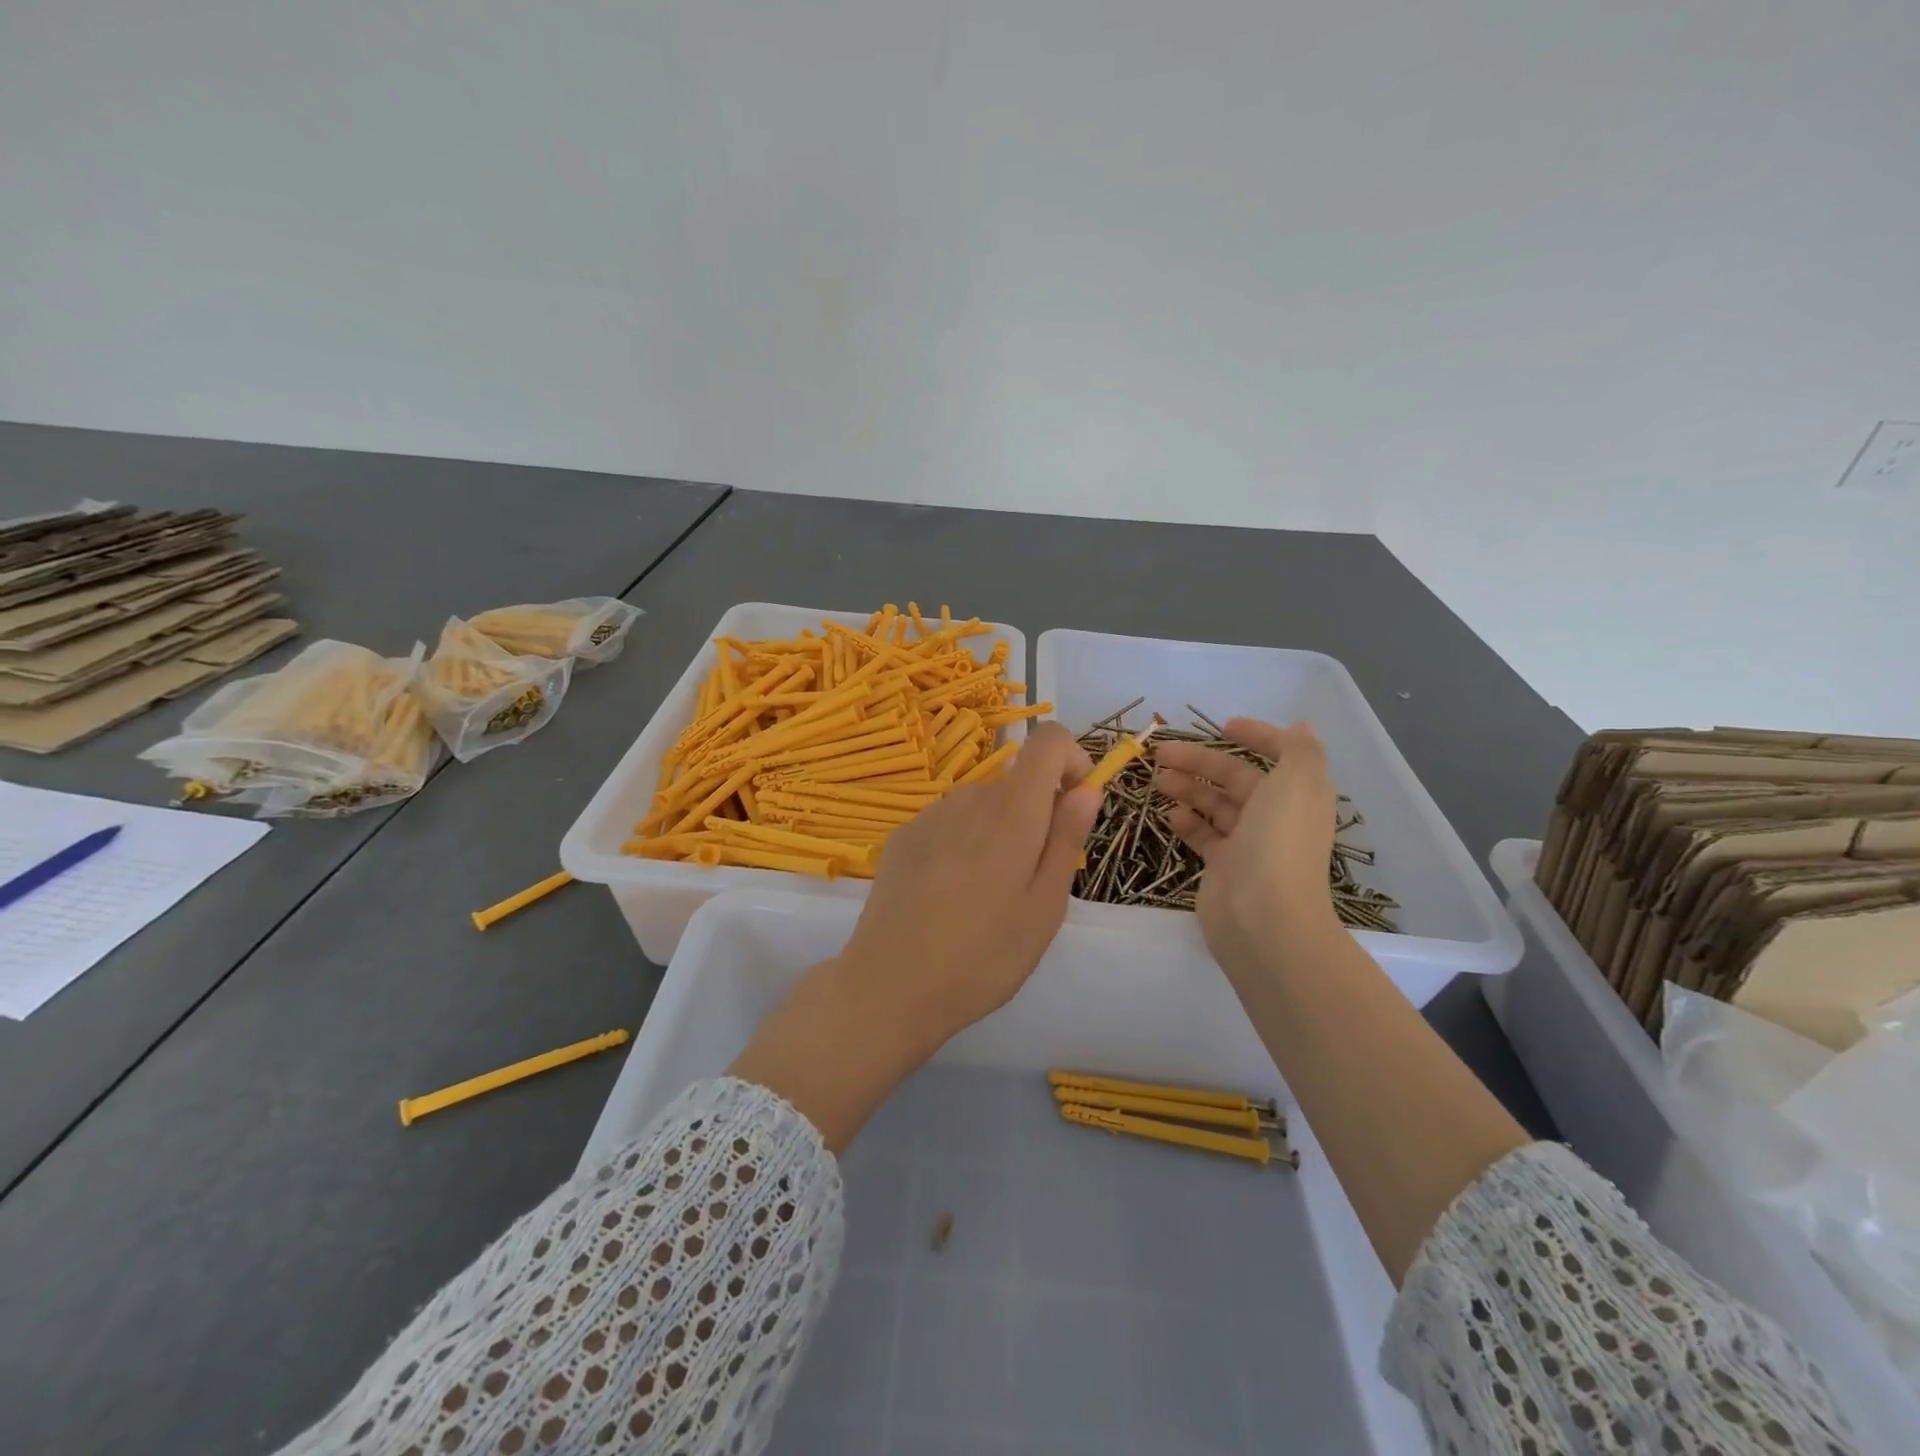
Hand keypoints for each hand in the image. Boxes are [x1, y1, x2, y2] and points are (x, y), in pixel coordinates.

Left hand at [837, 720, 1098, 1047]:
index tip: (1074, 807)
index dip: (1071, 760)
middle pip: (1016, 783)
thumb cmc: (983, 956)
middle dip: (1035, 816)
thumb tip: (1086, 790)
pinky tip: (947, 899)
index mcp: (1012, 811)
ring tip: (985, 900)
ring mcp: (930, 815)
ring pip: (982, 807)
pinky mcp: (902, 837)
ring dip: (998, 834)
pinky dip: (962, 845)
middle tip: (1028, 884)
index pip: (1048, 739)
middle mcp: (969, 797)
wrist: (889, 986)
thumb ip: (1067, 839)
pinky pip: (949, 824)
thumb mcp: (1044, 907)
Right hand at [1153, 718, 1340, 973]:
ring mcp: (1248, 843)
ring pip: (1214, 804)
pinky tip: (1169, 815)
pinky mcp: (1223, 866)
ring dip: (1187, 787)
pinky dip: (1187, 821)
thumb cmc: (1279, 842)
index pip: (1278, 755)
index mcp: (1298, 794)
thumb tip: (1303, 726)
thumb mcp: (1299, 782)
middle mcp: (1275, 815)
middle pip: (1235, 778)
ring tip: (1157, 781)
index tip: (1223, 725)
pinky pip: (1203, 835)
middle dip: (1200, 761)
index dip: (1256, 736)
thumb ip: (1299, 749)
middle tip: (1160, 754)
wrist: (1263, 917)